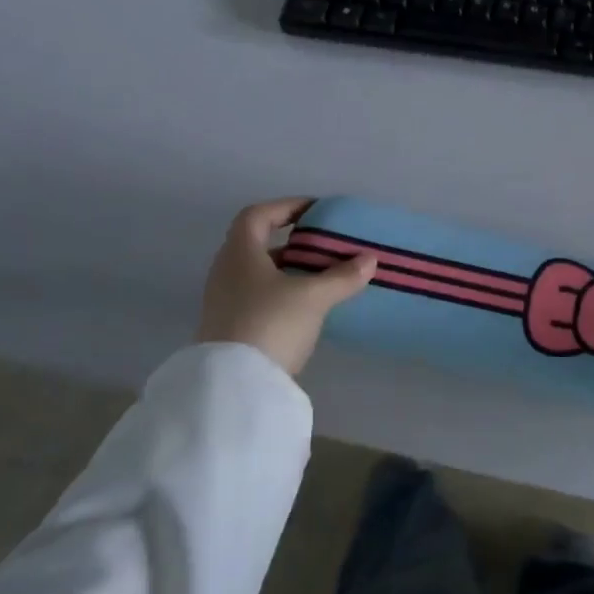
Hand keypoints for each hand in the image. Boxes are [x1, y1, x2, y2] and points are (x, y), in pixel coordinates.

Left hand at [197, 198, 376, 375]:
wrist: (233, 386)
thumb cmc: (270, 324)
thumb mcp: (313, 297)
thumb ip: (342, 276)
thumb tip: (369, 259)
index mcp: (239, 253)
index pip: (258, 215)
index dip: (286, 206)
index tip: (315, 210)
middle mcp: (226, 272)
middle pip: (256, 244)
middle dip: (291, 242)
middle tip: (323, 246)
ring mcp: (224, 302)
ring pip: (258, 274)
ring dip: (287, 270)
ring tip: (320, 276)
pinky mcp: (229, 328)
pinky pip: (257, 298)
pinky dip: (282, 294)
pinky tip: (305, 307)